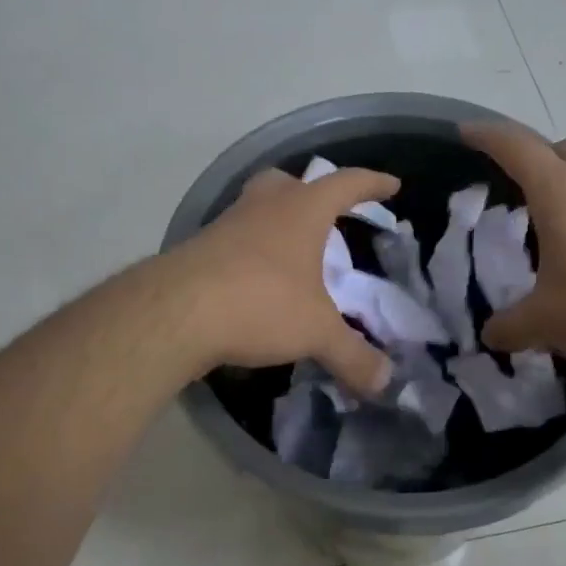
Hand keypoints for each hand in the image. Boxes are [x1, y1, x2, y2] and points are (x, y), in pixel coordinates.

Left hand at [170, 165, 401, 395]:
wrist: (174, 313)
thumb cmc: (260, 303)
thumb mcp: (316, 333)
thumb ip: (353, 357)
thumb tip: (385, 383)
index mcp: (301, 211)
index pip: (346, 184)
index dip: (372, 183)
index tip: (391, 185)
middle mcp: (262, 206)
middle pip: (288, 182)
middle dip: (309, 193)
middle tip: (324, 216)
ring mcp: (225, 225)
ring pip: (255, 208)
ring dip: (275, 222)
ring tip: (290, 255)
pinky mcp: (197, 249)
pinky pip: (232, 239)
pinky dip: (248, 252)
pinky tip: (254, 282)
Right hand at [463, 122, 565, 367]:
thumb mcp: (546, 322)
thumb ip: (510, 326)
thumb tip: (491, 334)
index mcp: (559, 190)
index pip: (514, 146)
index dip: (485, 135)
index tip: (464, 132)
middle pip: (557, 148)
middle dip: (529, 155)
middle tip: (508, 182)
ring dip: (563, 180)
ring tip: (545, 218)